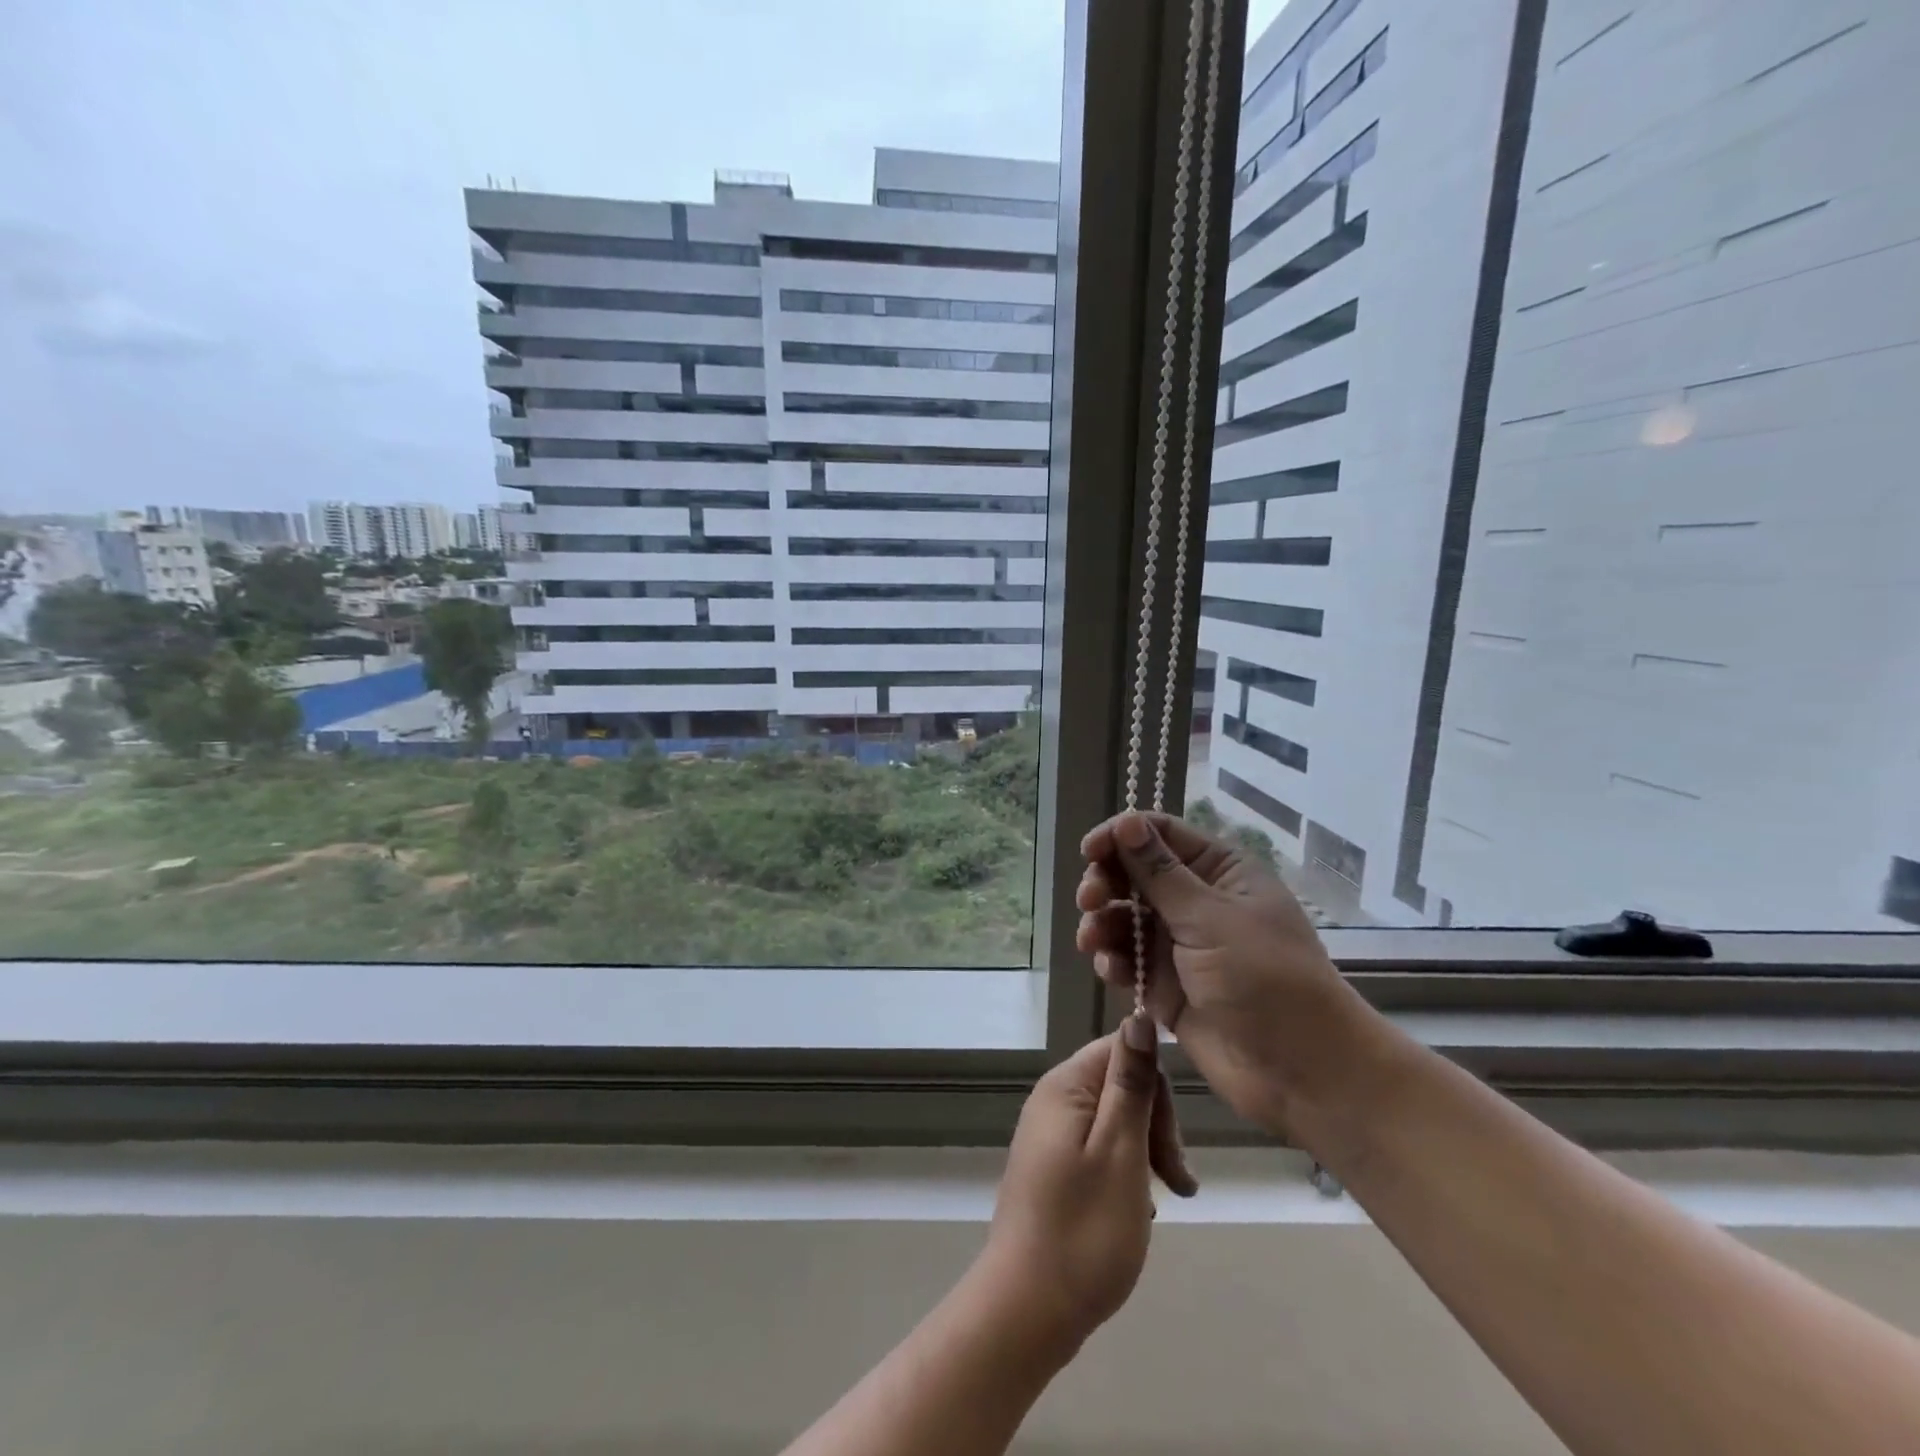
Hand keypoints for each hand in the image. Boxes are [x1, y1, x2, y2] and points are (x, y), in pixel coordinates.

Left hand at [978, 1025, 1196, 1355]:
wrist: (1027, 1310)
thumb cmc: (1084, 1230)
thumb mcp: (1121, 1151)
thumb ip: (1131, 1083)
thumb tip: (1138, 1016)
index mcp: (1065, 1086)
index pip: (1123, 1050)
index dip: (1157, 1091)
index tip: (1172, 1146)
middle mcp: (1052, 1100)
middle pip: (1120, 1086)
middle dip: (1156, 1128)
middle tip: (1177, 1182)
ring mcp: (1049, 1135)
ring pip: (1115, 1122)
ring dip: (1146, 1155)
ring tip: (1160, 1203)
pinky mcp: (1052, 1167)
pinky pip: (1100, 1150)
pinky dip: (1125, 1174)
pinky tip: (1135, 1212)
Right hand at [1075, 812, 1383, 1136]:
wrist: (1299, 1071)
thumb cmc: (1264, 978)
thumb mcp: (1210, 918)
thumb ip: (1160, 872)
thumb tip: (1128, 820)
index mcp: (1220, 871)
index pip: (1161, 835)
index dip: (1121, 836)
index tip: (1089, 851)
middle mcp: (1197, 901)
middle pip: (1135, 874)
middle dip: (1106, 883)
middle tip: (1089, 900)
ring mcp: (1180, 944)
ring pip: (1125, 918)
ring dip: (1103, 924)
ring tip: (1093, 941)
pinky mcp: (1165, 984)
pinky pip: (1128, 960)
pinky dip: (1114, 960)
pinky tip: (1112, 971)